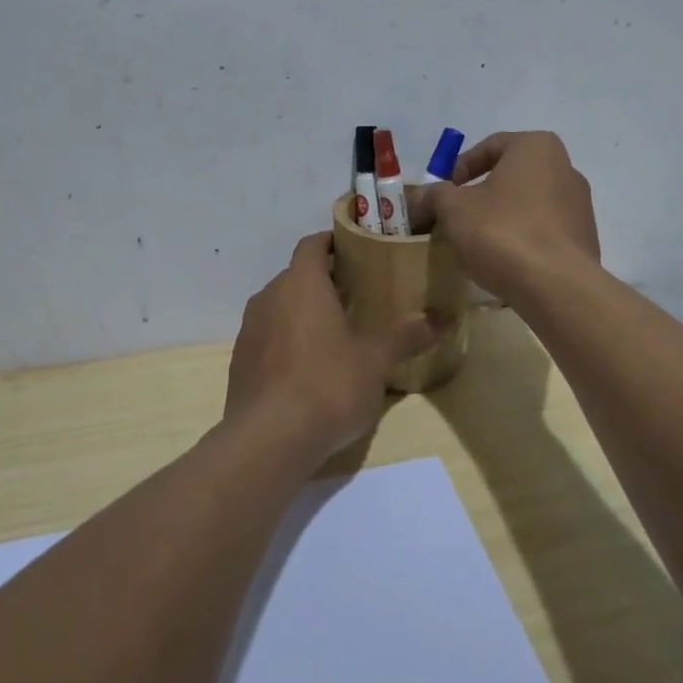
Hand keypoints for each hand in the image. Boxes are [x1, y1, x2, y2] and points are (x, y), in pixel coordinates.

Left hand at [225, 232, 441, 455]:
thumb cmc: (328, 385)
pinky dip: (287, 341)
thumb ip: (406, 336)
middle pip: (296, 276)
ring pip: (280, 307)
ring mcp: (249, 331)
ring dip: (304, 313)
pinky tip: (309, 368)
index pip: (312, 245)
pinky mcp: (240, 363)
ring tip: (335, 332)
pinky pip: (268, 338)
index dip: (333, 243)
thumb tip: (442, 319)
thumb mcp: (375, 361)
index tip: (357, 251)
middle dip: (324, 282)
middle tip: (357, 295)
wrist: (268, 440)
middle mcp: (269, 298)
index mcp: (301, 284)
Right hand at [411, 131, 600, 302]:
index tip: (443, 191)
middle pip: (512, 175)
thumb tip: (421, 197)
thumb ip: (435, 195)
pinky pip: (544, 232)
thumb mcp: (453, 209)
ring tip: (479, 243)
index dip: (460, 167)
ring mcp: (580, 206)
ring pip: (529, 204)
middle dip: (482, 194)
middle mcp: (566, 168)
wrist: (556, 285)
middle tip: (457, 216)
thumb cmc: (501, 232)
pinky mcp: (585, 239)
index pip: (491, 145)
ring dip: (502, 218)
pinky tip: (505, 262)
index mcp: (536, 147)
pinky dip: (523, 239)